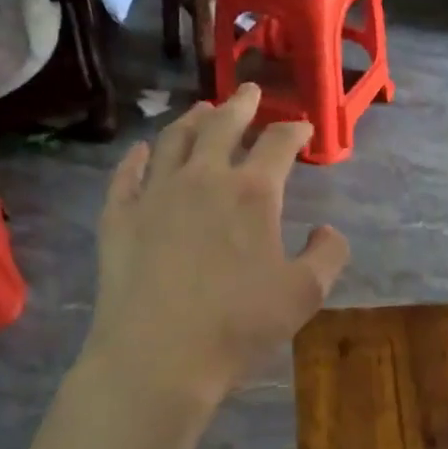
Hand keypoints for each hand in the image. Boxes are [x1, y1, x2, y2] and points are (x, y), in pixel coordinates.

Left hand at [85, 83, 350, 410]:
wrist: (158, 357)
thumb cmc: (238, 325)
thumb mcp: (304, 294)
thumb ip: (327, 255)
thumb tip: (327, 229)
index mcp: (252, 192)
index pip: (278, 144)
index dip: (294, 131)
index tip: (303, 128)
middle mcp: (203, 178)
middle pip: (223, 125)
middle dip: (242, 105)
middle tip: (250, 91)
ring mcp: (155, 193)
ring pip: (174, 139)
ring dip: (192, 120)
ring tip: (202, 109)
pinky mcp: (119, 215)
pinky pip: (127, 174)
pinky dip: (137, 156)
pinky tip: (141, 150)